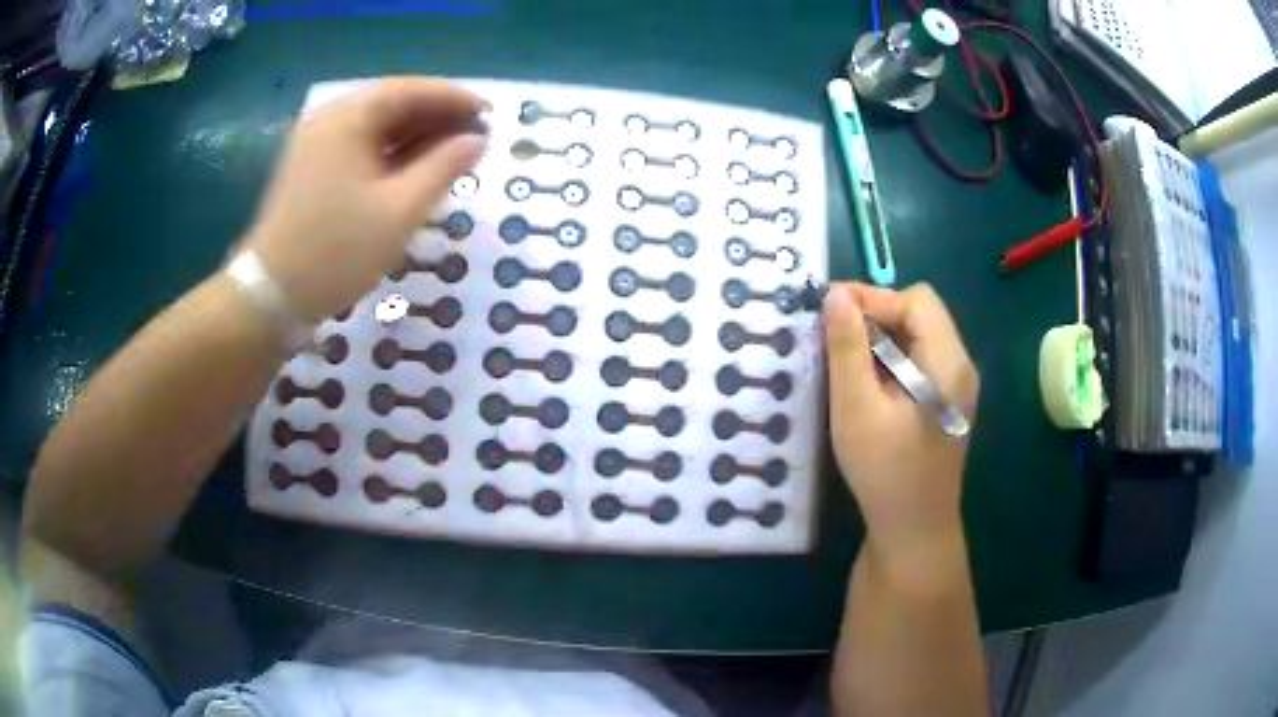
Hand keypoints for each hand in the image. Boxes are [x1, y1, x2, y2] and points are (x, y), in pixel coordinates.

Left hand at [244, 77, 487, 319]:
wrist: (270, 298)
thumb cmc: (336, 252)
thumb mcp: (399, 211)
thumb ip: (443, 168)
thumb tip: (477, 141)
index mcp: (347, 119)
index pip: (409, 91)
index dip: (453, 99)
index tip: (489, 115)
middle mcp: (328, 121)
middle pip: (391, 105)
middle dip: (435, 118)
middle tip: (475, 137)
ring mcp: (315, 146)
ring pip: (375, 127)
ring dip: (415, 136)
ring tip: (453, 154)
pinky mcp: (310, 170)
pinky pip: (359, 148)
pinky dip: (390, 154)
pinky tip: (415, 170)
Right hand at [825, 282, 979, 561]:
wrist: (913, 531)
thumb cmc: (885, 472)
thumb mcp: (856, 408)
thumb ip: (847, 347)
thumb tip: (836, 294)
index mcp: (948, 363)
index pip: (916, 301)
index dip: (874, 298)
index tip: (830, 311)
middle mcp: (960, 366)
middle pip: (920, 315)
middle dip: (875, 316)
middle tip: (832, 336)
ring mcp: (956, 387)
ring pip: (918, 338)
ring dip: (880, 339)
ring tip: (843, 360)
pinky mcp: (945, 403)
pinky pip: (919, 363)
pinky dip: (890, 361)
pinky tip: (865, 385)